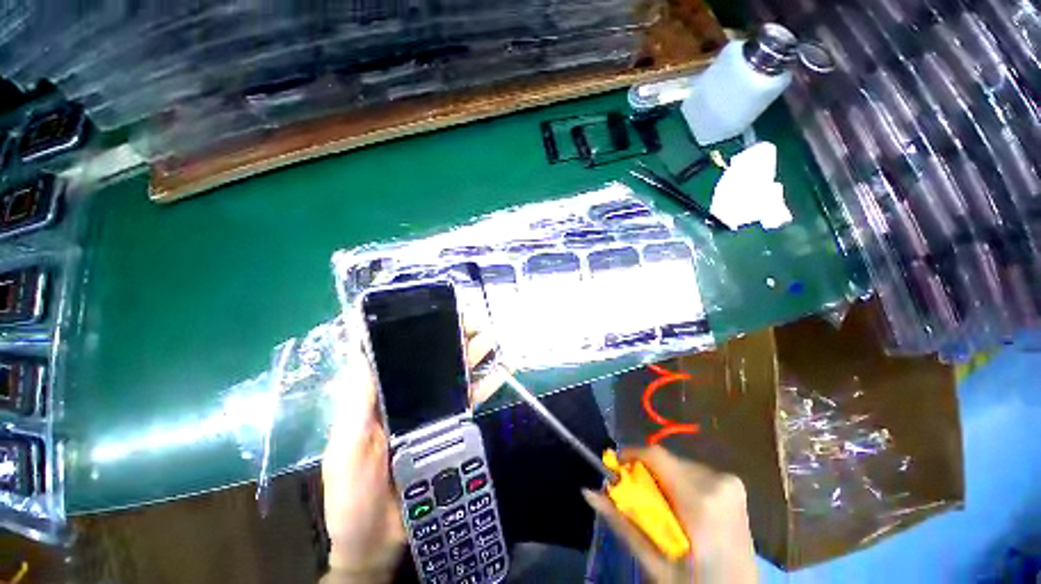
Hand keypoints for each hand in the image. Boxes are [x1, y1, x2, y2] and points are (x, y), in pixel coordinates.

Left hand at [321, 318, 503, 582]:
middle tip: (473, 319)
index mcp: (381, 397)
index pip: (401, 355)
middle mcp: (410, 397)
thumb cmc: (353, 494)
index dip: (418, 331)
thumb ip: (356, 402)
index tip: (436, 311)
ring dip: (474, 354)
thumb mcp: (347, 446)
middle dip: (455, 336)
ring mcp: (434, 411)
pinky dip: (488, 384)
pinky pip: (472, 400)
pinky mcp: (453, 427)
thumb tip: (360, 350)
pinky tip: (502, 370)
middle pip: (436, 360)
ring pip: (458, 375)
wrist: (378, 541)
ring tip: (490, 337)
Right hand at [582, 447, 756, 583]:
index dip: (631, 455)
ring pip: (679, 464)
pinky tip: (680, 508)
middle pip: (667, 460)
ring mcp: (731, 483)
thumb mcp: (654, 563)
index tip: (616, 468)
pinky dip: (679, 483)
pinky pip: (694, 472)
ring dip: (663, 479)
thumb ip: (621, 522)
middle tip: (636, 496)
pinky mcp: (734, 486)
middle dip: (646, 473)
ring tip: (660, 507)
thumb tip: (588, 491)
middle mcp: (719, 483)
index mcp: (702, 503)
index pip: (657, 455)